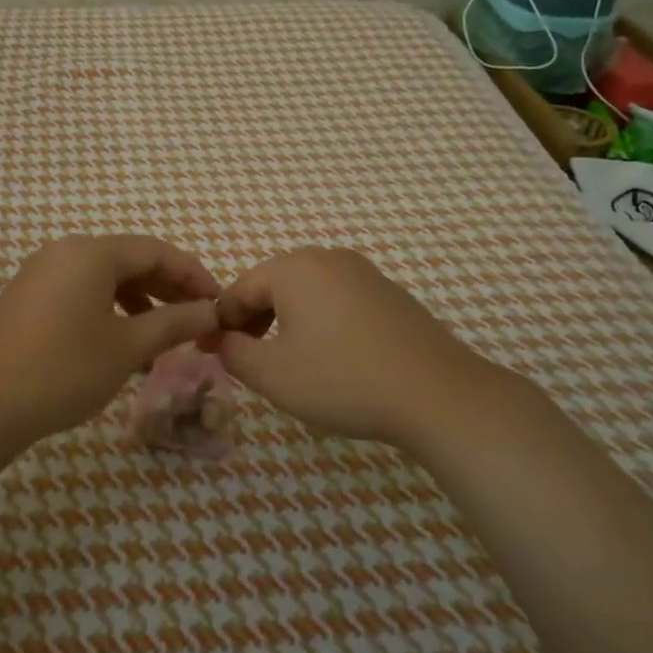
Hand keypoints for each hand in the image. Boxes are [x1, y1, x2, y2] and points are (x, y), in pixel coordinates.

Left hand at [0, 235, 221, 451]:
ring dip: (139, 303)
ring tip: (162, 337)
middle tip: (197, 321)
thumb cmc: (61, 370)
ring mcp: (40, 274)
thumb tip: (211, 312)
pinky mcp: (26, 299)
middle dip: (168, 289)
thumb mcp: (126, 348)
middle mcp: (64, 252)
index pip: (156, 251)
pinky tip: (120, 344)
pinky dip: (108, 311)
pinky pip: (80, 293)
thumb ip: (173, 323)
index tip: (219, 304)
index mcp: (90, 253)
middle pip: (129, 260)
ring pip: (104, 279)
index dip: (193, 275)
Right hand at [215, 247, 517, 451]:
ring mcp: (363, 272)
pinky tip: (331, 358)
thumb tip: (221, 340)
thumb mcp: (272, 374)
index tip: (215, 355)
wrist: (437, 394)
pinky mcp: (388, 293)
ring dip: (287, 322)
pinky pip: (337, 300)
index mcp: (294, 268)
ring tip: (288, 363)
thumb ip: (233, 353)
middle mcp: (327, 258)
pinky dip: (321, 322)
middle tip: (250, 361)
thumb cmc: (342, 380)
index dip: (222, 323)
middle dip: (255, 321)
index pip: (239, 290)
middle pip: (273, 285)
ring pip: (306, 292)